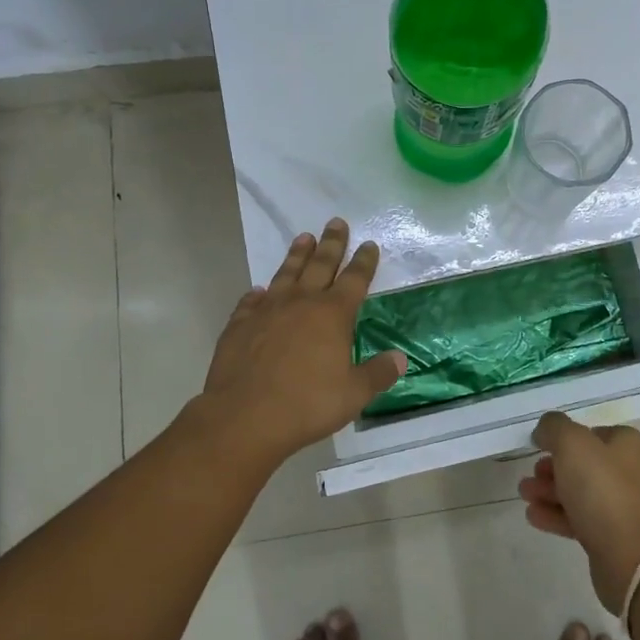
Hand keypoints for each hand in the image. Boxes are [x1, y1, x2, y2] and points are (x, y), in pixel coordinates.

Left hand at [197, 219, 405, 463]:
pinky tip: (259, 290)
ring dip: (297, 255)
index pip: (354, 279)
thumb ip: (377, 374)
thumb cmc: (307, 404)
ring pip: (286, 274)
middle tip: (336, 222)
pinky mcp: (240, 325)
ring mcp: (267, 311)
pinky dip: (258, 293)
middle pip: (320, 264)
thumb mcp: (353, 394)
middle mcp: (301, 303)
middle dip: (332, 243)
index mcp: (333, 314)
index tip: (369, 245)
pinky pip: (251, 301)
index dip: (364, 261)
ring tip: (304, 238)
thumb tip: (400, 359)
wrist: (244, 417)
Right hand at [520, 412, 639, 613]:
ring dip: (551, 491)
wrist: (629, 558)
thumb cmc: (601, 490)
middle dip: (552, 468)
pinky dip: (558, 514)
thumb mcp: (571, 444)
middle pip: (585, 463)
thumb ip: (554, 427)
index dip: (563, 437)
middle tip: (530, 474)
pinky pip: (584, 518)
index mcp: (629, 444)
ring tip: (524, 494)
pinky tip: (534, 516)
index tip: (539, 446)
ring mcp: (627, 506)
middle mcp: (633, 471)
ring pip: (582, 492)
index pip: (591, 432)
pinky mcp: (618, 536)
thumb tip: (545, 429)